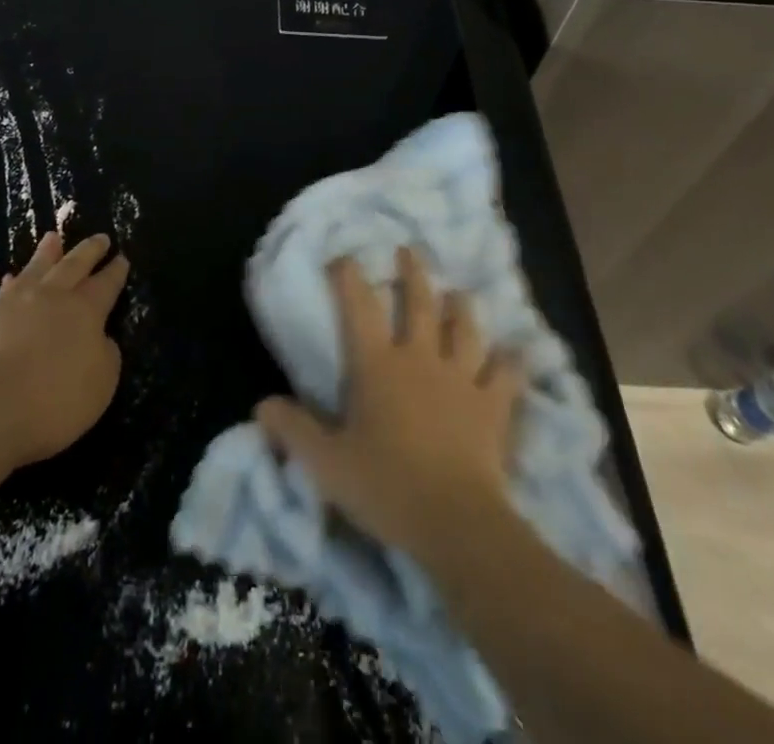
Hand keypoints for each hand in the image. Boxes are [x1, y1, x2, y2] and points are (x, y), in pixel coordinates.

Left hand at [0, 232, 129, 470]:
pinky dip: (13, 283)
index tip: (122, 258)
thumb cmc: (52, 402)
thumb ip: (105, 356)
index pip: (106, 285)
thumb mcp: (100, 385)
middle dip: (90, 251)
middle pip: (75, 265)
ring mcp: (16, 304)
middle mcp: (52, 297)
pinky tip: (11, 280)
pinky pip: (6, 291)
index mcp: (86, 312)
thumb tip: (100, 338)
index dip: (115, 272)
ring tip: (53, 238)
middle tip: (100, 237)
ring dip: (48, 253)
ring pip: (37, 268)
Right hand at [254, 246, 523, 564]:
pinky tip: (512, 353)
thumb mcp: (327, 464)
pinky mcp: (493, 405)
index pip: (359, 307)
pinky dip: (509, 360)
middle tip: (408, 251)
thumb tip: (261, 406)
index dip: (349, 276)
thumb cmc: (385, 486)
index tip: (344, 258)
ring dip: (460, 307)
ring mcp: (461, 378)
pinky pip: (506, 373)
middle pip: (419, 302)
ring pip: (465, 328)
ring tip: (458, 293)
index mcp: (376, 364)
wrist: (455, 522)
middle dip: (412, 273)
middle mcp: (420, 358)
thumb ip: (293, 430)